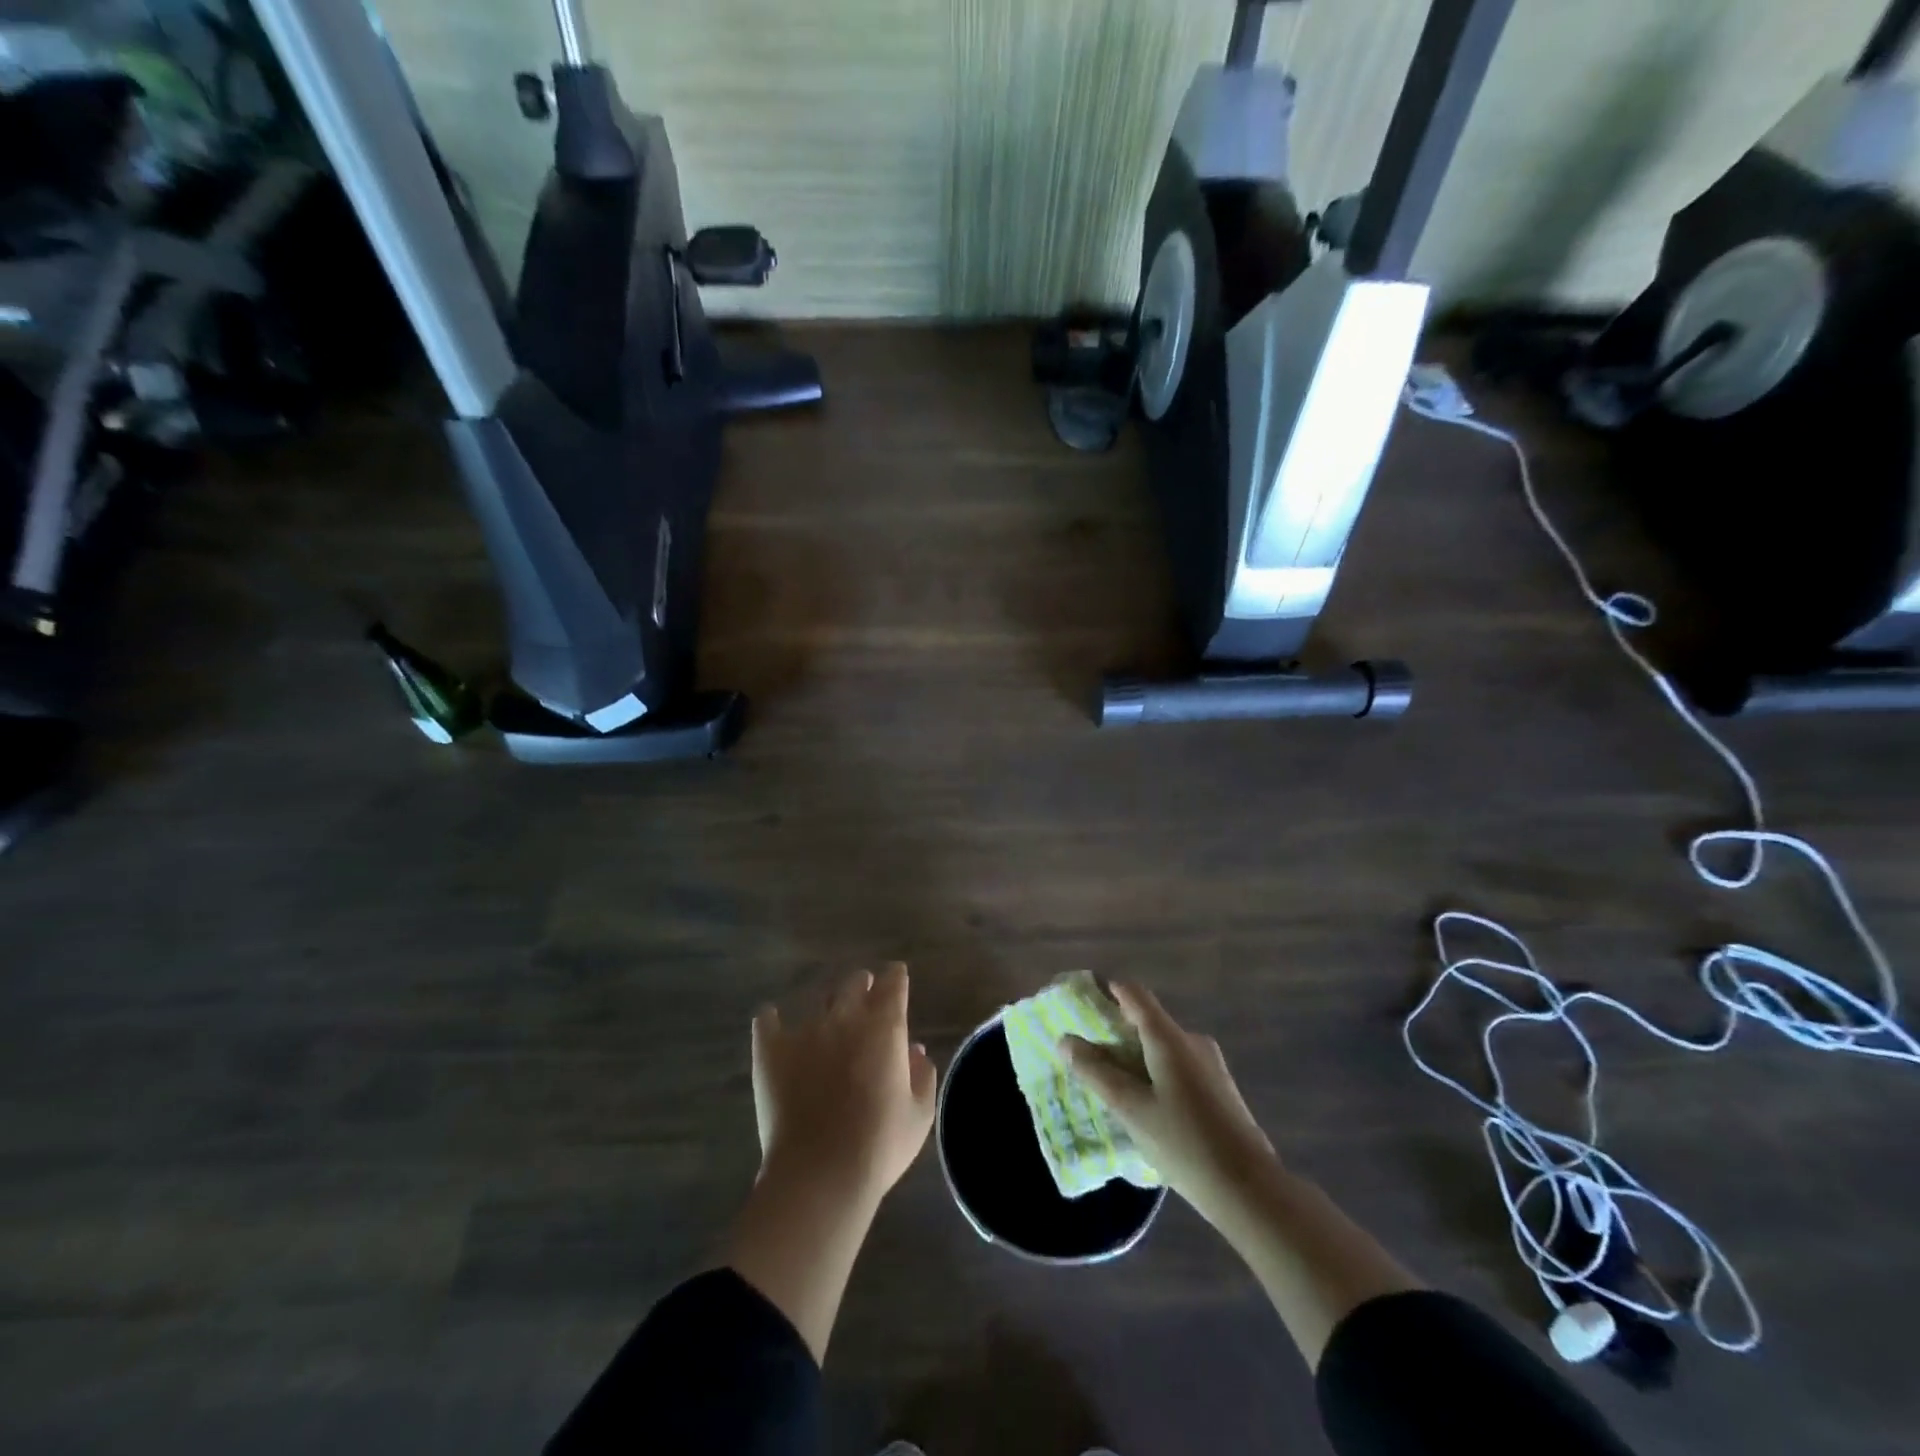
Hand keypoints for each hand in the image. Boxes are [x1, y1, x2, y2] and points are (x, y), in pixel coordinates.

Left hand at [751, 963, 936, 1206]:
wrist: (820, 1174)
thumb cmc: (879, 1145)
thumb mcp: (919, 1115)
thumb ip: (922, 1075)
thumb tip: (915, 1050)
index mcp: (885, 1026)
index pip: (893, 982)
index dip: (895, 979)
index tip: (896, 981)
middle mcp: (846, 1016)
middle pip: (855, 982)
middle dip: (862, 986)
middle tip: (864, 999)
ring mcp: (805, 1029)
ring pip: (818, 999)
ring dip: (827, 1004)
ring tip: (826, 1020)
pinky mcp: (771, 1049)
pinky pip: (767, 1021)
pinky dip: (772, 1021)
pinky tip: (773, 1026)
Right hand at [1063, 981, 1277, 1218]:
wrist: (1251, 1191)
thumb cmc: (1185, 1144)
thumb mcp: (1131, 1110)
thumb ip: (1097, 1072)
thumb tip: (1066, 1040)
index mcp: (1170, 1038)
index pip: (1134, 994)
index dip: (1107, 991)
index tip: (1082, 1004)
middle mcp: (1192, 1042)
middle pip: (1148, 1023)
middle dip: (1116, 1035)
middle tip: (1089, 1059)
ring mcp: (1210, 1066)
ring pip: (1163, 1049)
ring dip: (1136, 1060)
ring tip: (1112, 1089)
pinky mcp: (1219, 1090)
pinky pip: (1178, 1068)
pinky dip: (1155, 1076)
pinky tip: (1146, 1109)